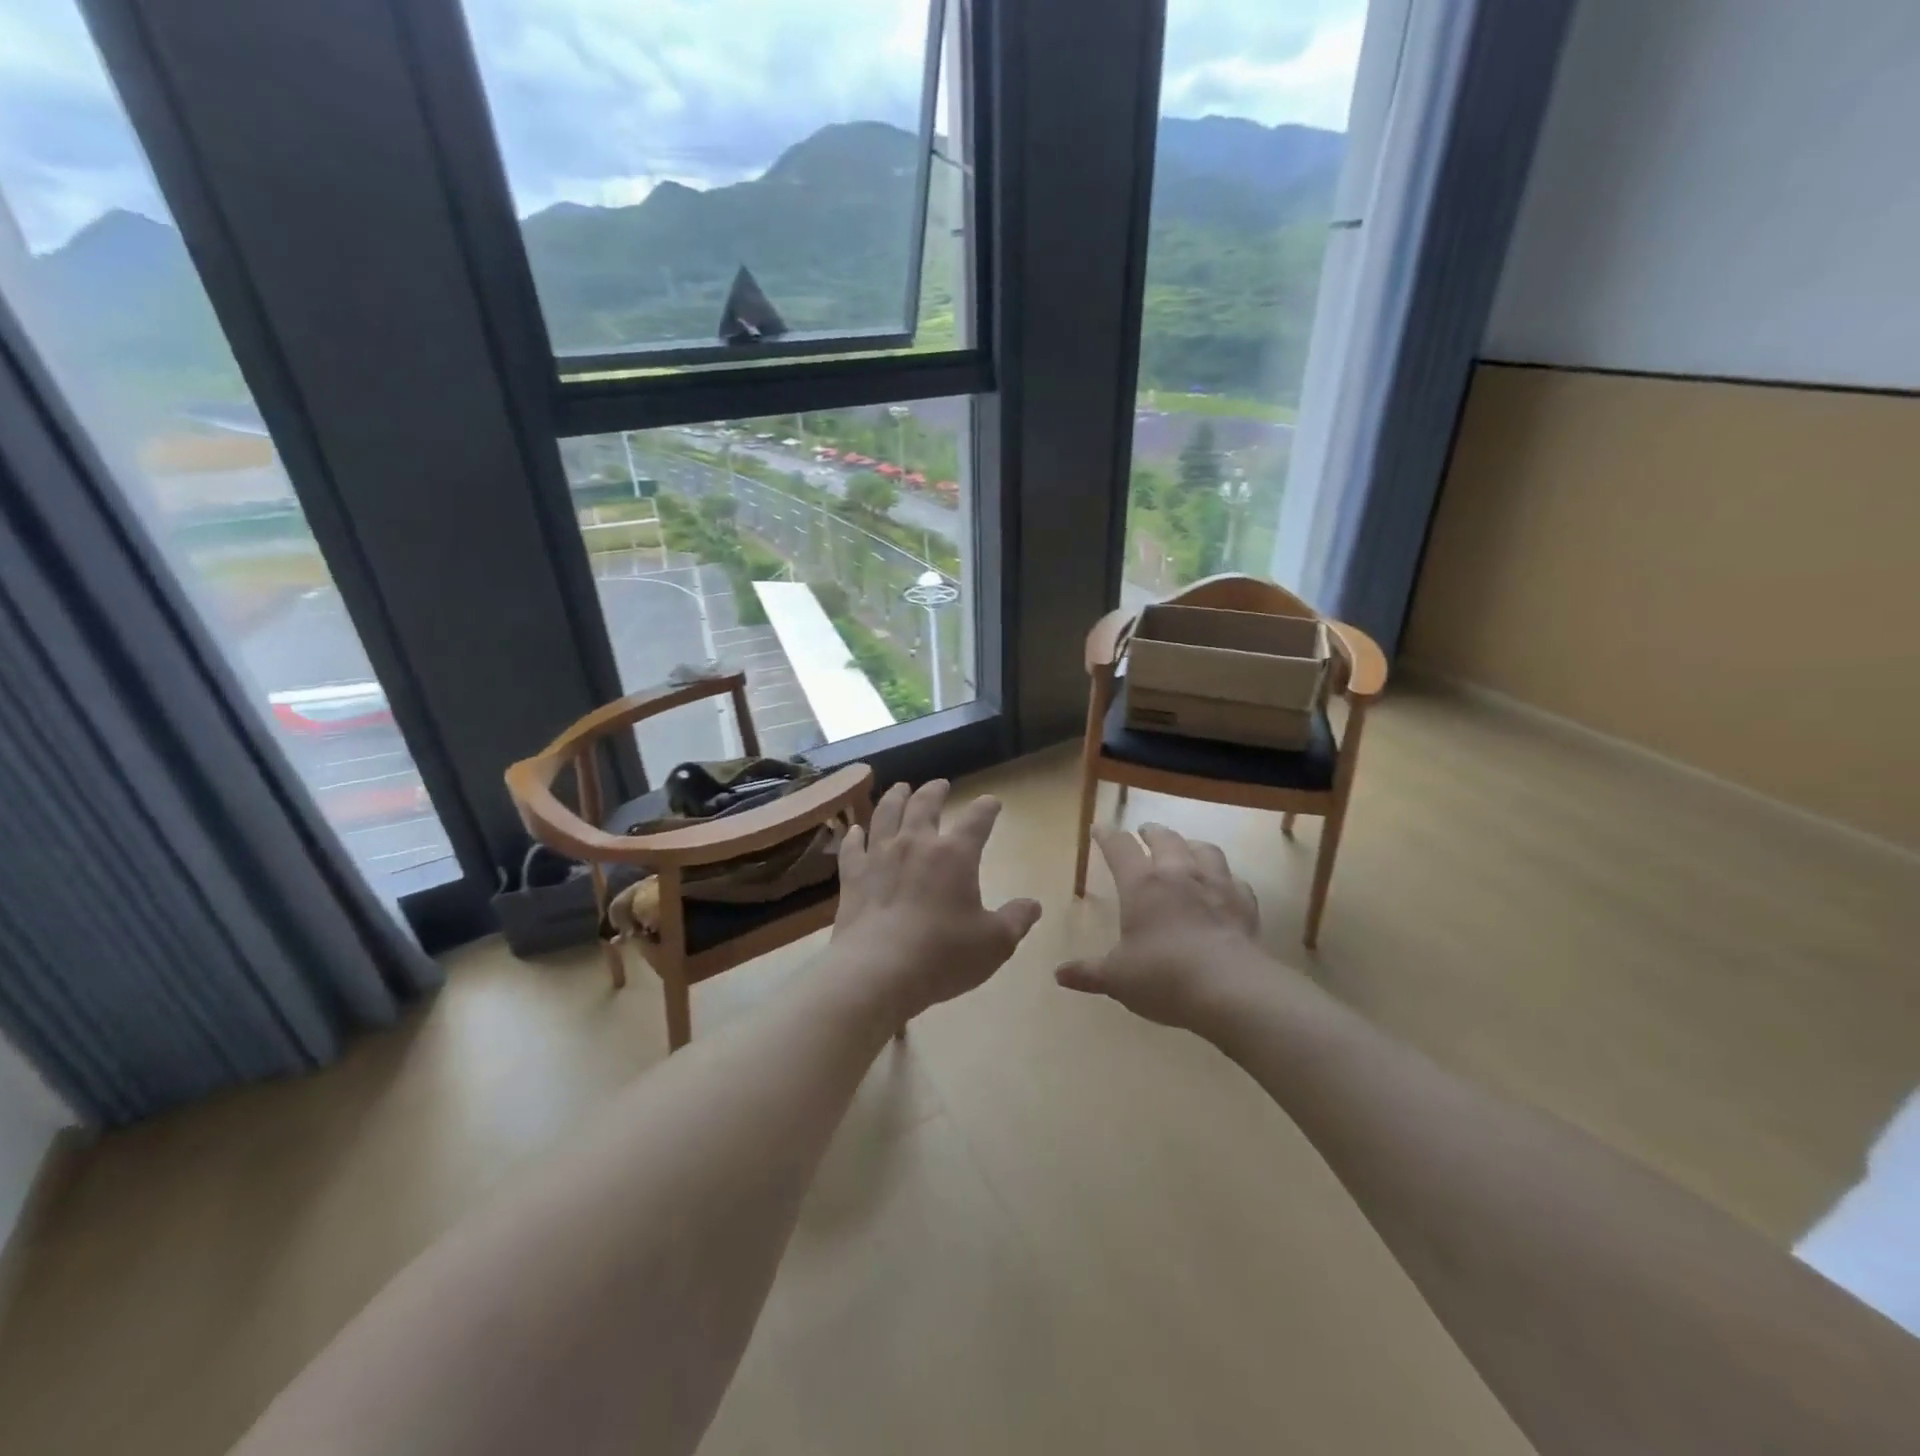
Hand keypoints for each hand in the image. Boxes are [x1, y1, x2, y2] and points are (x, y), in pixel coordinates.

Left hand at [832, 780, 1042, 1022]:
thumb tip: (1033, 905)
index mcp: (955, 855)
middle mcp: (916, 844)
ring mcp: (880, 857)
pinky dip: (854, 835)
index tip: (992, 803)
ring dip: (895, 798)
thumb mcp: (994, 943)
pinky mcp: (853, 877)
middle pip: (924, 804)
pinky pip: (852, 847)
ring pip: (886, 814)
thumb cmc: (943, 955)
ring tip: (900, 788)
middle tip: (940, 784)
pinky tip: (855, 831)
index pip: (977, 820)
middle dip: (935, 791)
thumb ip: (1016, 920)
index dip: (987, 808)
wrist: (878, 971)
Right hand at [1055, 822, 1263, 1031]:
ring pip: (1205, 850)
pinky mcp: (1244, 904)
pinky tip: (1225, 885)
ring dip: (1191, 845)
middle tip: (1145, 831)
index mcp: (1141, 885)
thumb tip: (1059, 975)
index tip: (1099, 828)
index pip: (1120, 848)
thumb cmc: (1162, 977)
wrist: (1229, 989)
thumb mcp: (1117, 978)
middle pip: (1165, 839)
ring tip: (1186, 847)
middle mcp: (1178, 875)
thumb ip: (1088, 972)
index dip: (1107, 836)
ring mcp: (1215, 886)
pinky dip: (1226, 878)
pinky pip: (1236, 881)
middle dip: (1151, 832)